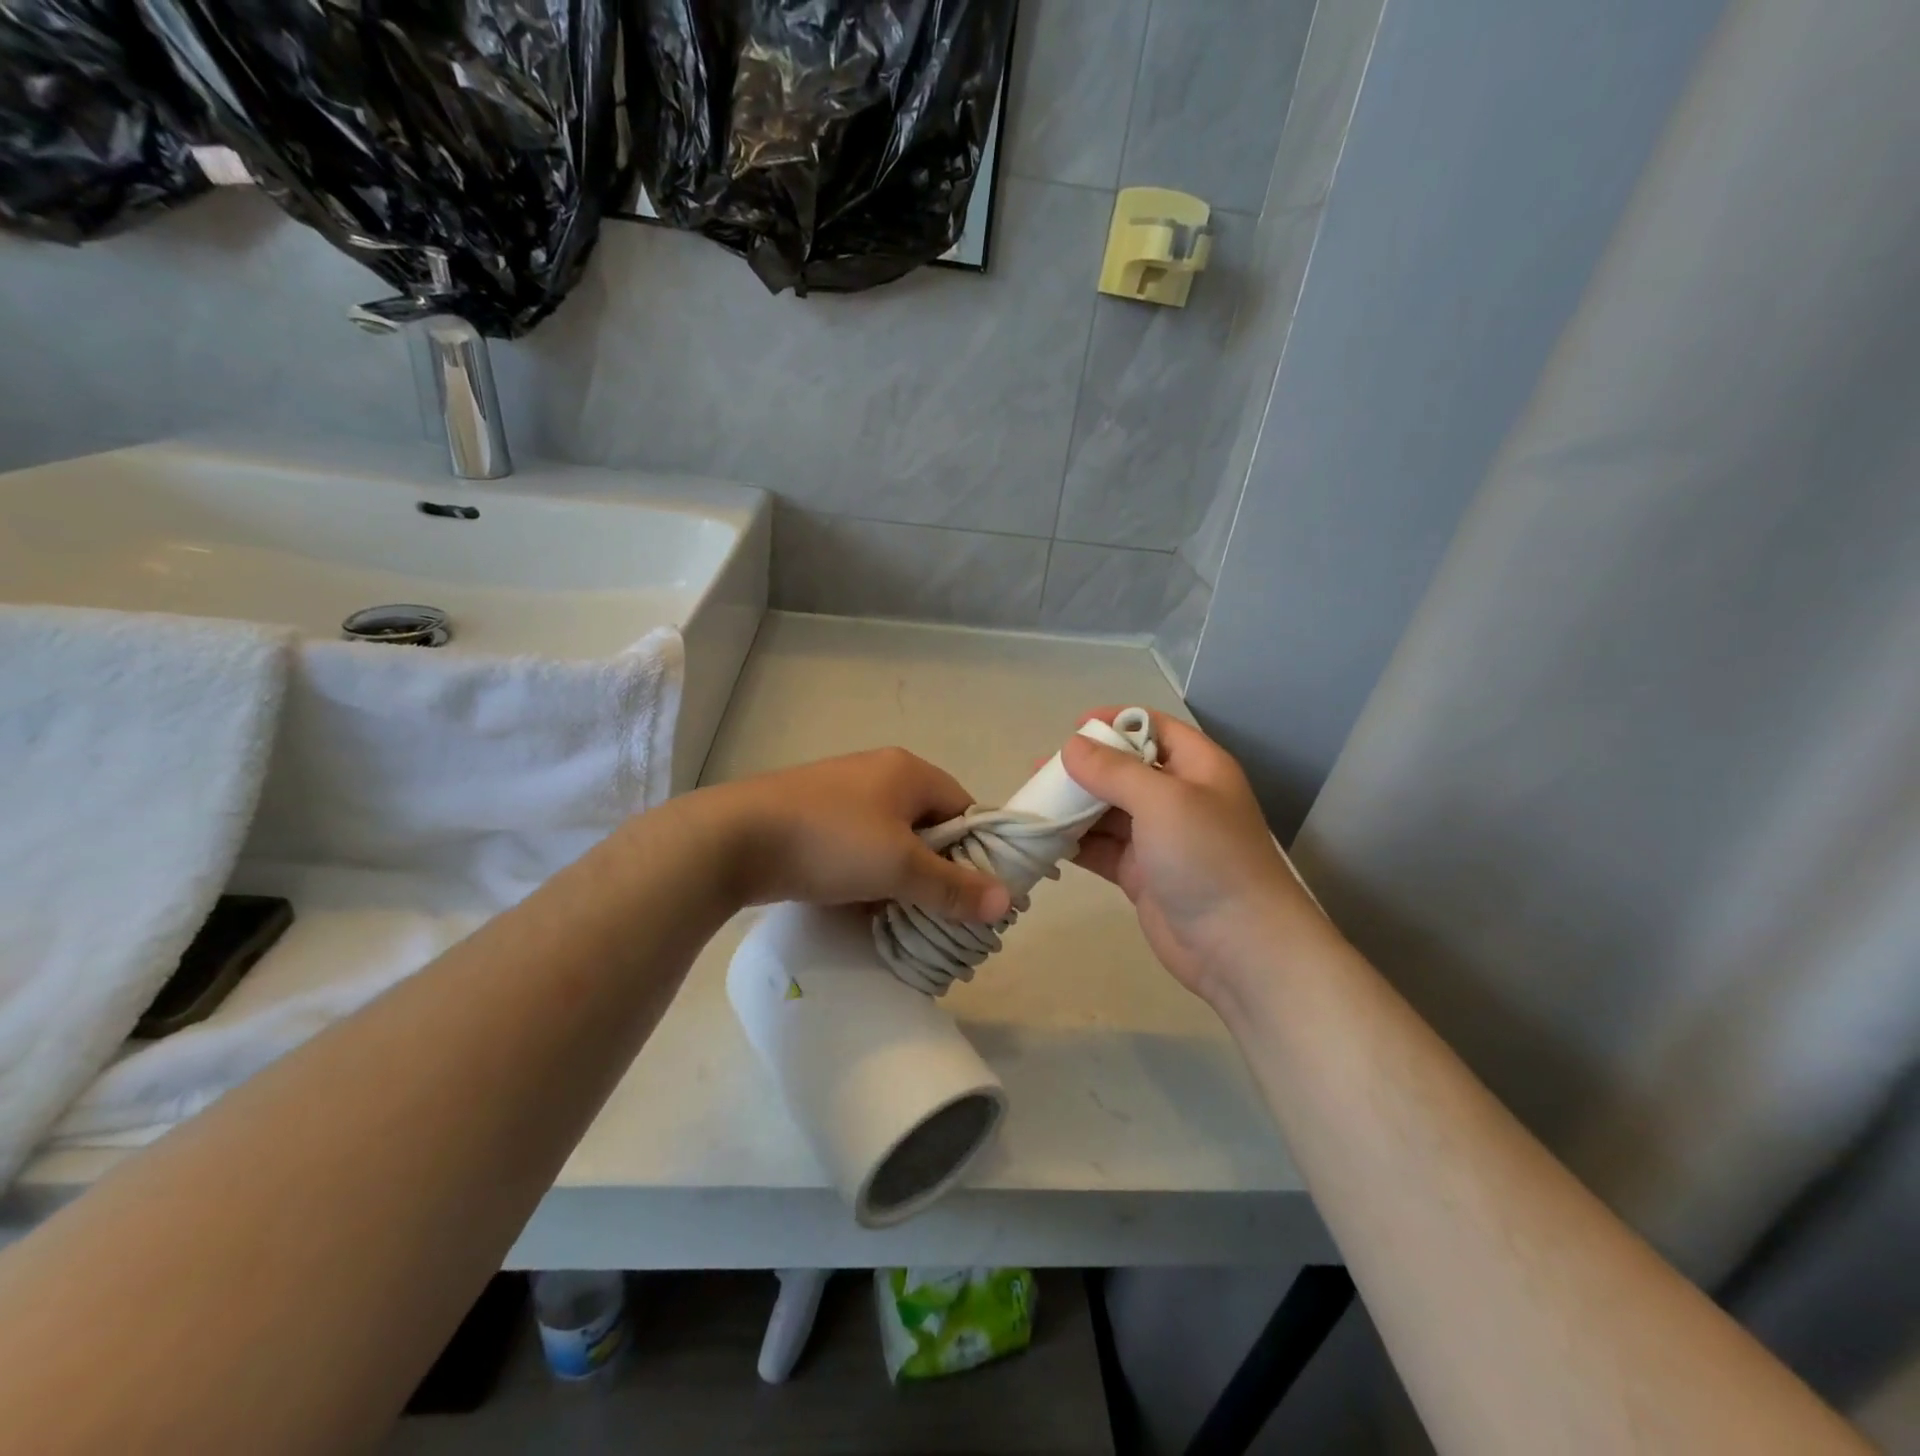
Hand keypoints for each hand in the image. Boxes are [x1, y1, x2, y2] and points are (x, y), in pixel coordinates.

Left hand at [704, 748, 1012, 921]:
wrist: (733, 839)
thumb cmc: (831, 842)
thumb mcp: (900, 867)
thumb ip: (953, 887)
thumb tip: (1007, 902)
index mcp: (908, 771)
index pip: (964, 808)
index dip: (977, 851)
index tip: (977, 894)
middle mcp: (879, 773)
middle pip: (927, 824)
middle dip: (937, 869)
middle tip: (941, 911)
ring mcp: (841, 793)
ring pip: (891, 839)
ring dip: (900, 876)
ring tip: (903, 916)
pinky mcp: (812, 815)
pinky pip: (857, 845)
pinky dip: (867, 874)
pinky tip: (862, 906)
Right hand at [1063, 710, 1338, 1000]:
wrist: (1239, 946)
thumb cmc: (1207, 857)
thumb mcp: (1162, 801)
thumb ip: (1114, 770)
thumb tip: (1072, 746)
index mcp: (1197, 768)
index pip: (1154, 728)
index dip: (1116, 721)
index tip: (1073, 727)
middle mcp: (1178, 798)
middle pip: (1124, 770)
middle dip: (1083, 768)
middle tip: (1038, 772)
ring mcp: (1159, 838)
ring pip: (1108, 811)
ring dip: (1072, 807)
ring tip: (1031, 804)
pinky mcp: (1142, 874)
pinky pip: (1102, 848)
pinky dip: (1075, 843)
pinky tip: (1043, 840)